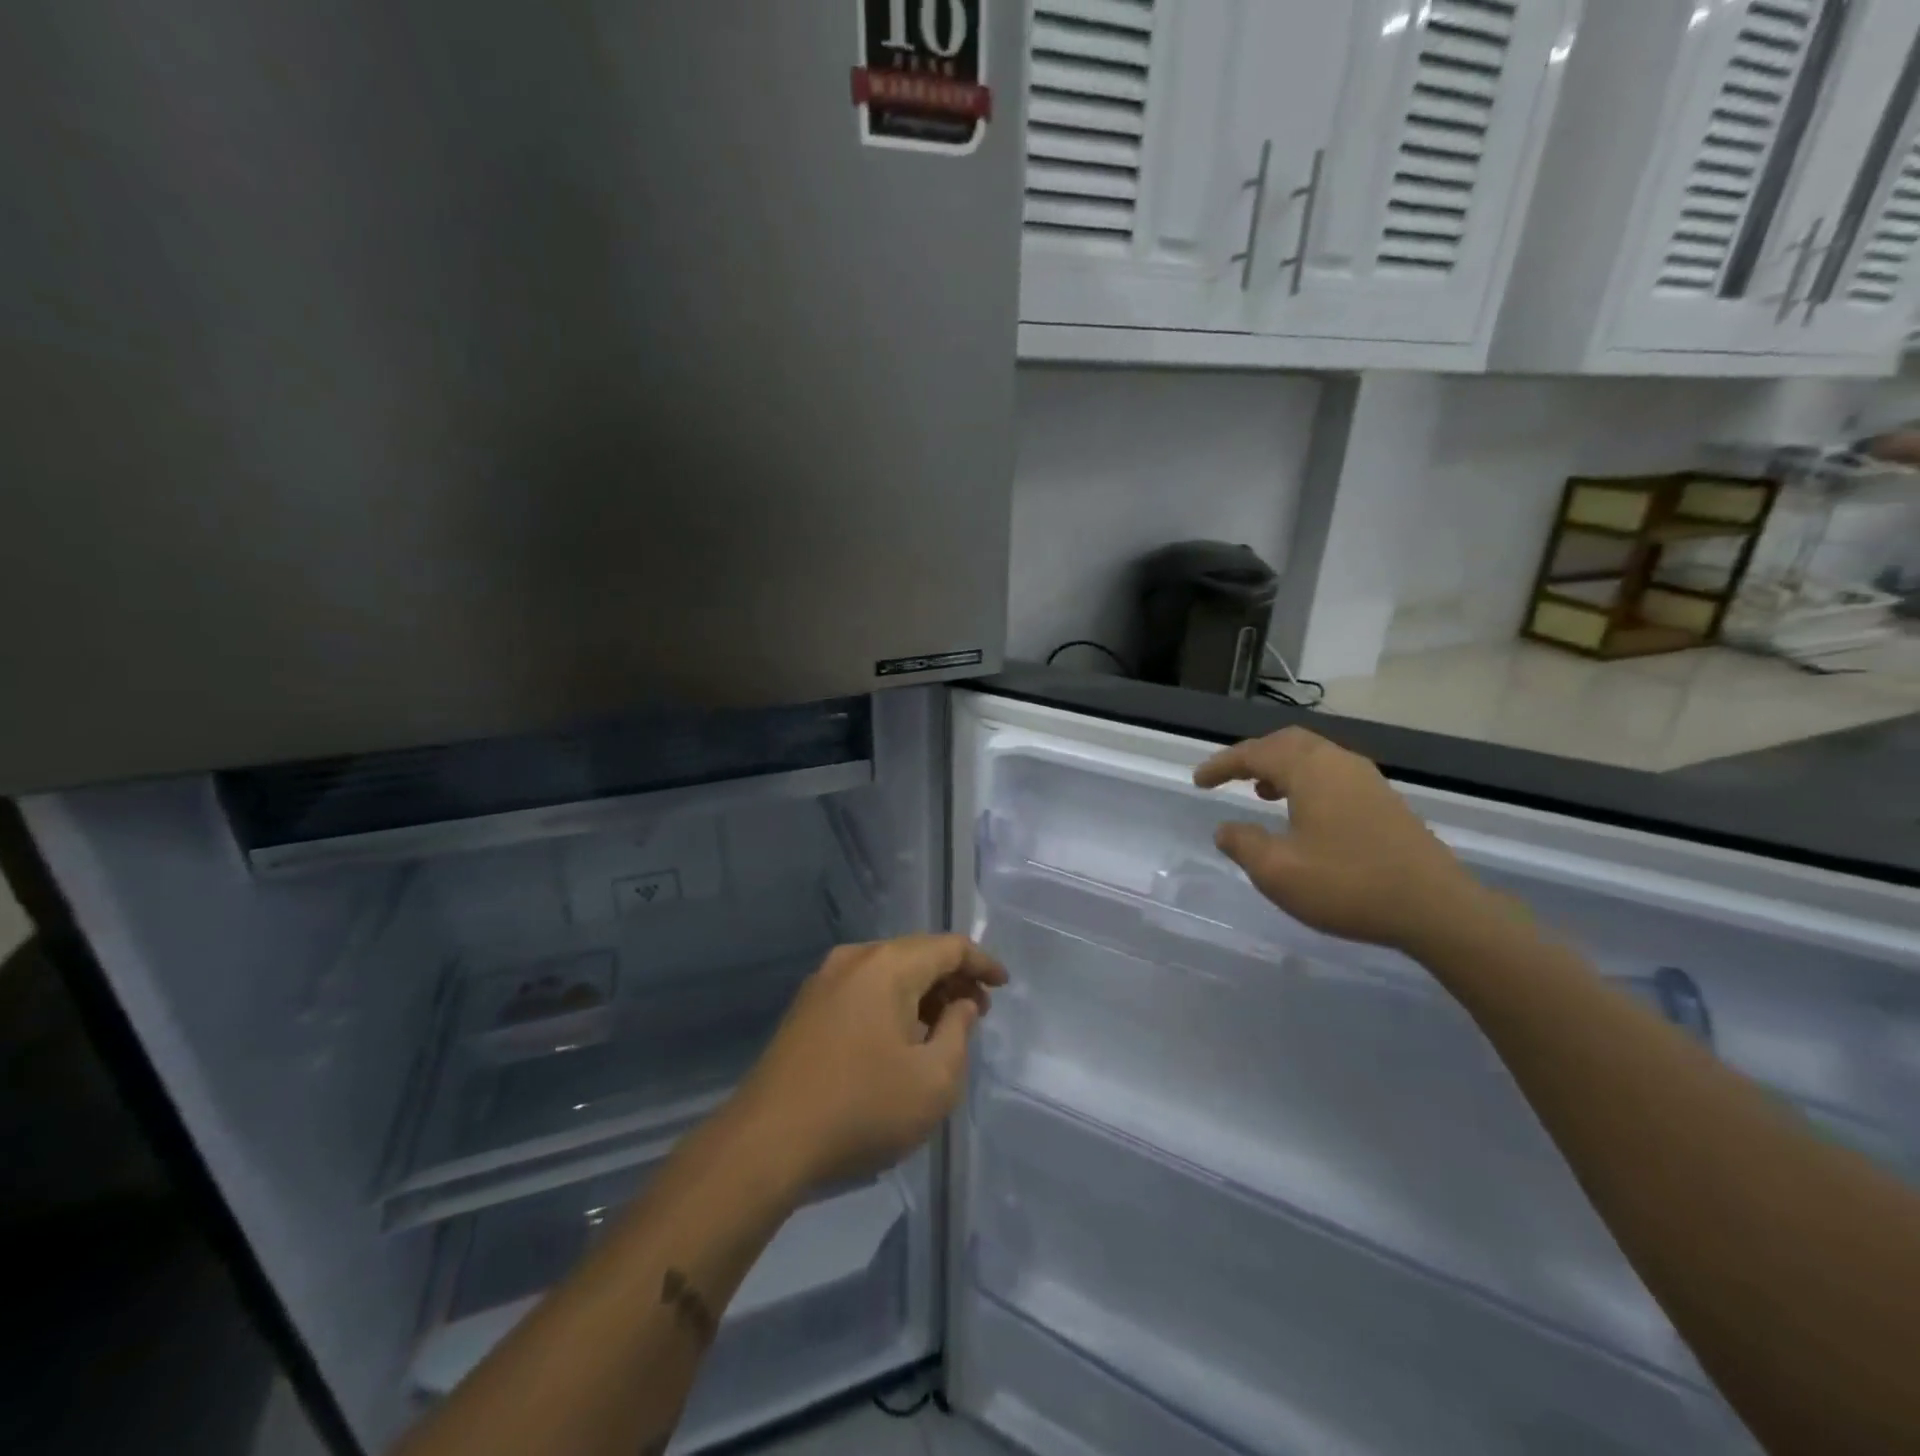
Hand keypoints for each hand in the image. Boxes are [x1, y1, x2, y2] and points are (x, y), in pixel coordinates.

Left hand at [730, 935, 1007, 1191]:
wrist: (766, 1143)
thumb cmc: (862, 1109)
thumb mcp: (933, 1080)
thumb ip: (959, 1032)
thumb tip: (960, 1003)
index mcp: (888, 965)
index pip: (948, 947)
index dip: (982, 963)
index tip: (1004, 985)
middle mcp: (854, 959)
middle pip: (917, 954)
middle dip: (952, 979)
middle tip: (977, 1013)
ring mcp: (824, 981)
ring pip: (888, 973)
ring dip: (921, 994)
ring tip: (943, 1029)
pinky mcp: (806, 1008)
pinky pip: (863, 990)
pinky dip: (892, 1004)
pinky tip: (900, 1039)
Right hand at [1193, 727, 1485, 952]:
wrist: (1437, 908)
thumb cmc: (1348, 885)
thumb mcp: (1278, 872)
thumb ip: (1243, 844)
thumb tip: (1225, 828)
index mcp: (1310, 770)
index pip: (1254, 753)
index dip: (1221, 765)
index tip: (1198, 781)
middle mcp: (1338, 763)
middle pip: (1287, 742)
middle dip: (1253, 755)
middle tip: (1228, 776)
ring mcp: (1367, 780)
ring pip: (1313, 756)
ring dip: (1281, 767)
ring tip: (1260, 792)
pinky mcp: (1384, 800)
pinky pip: (1332, 773)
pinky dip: (1305, 780)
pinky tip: (1303, 812)